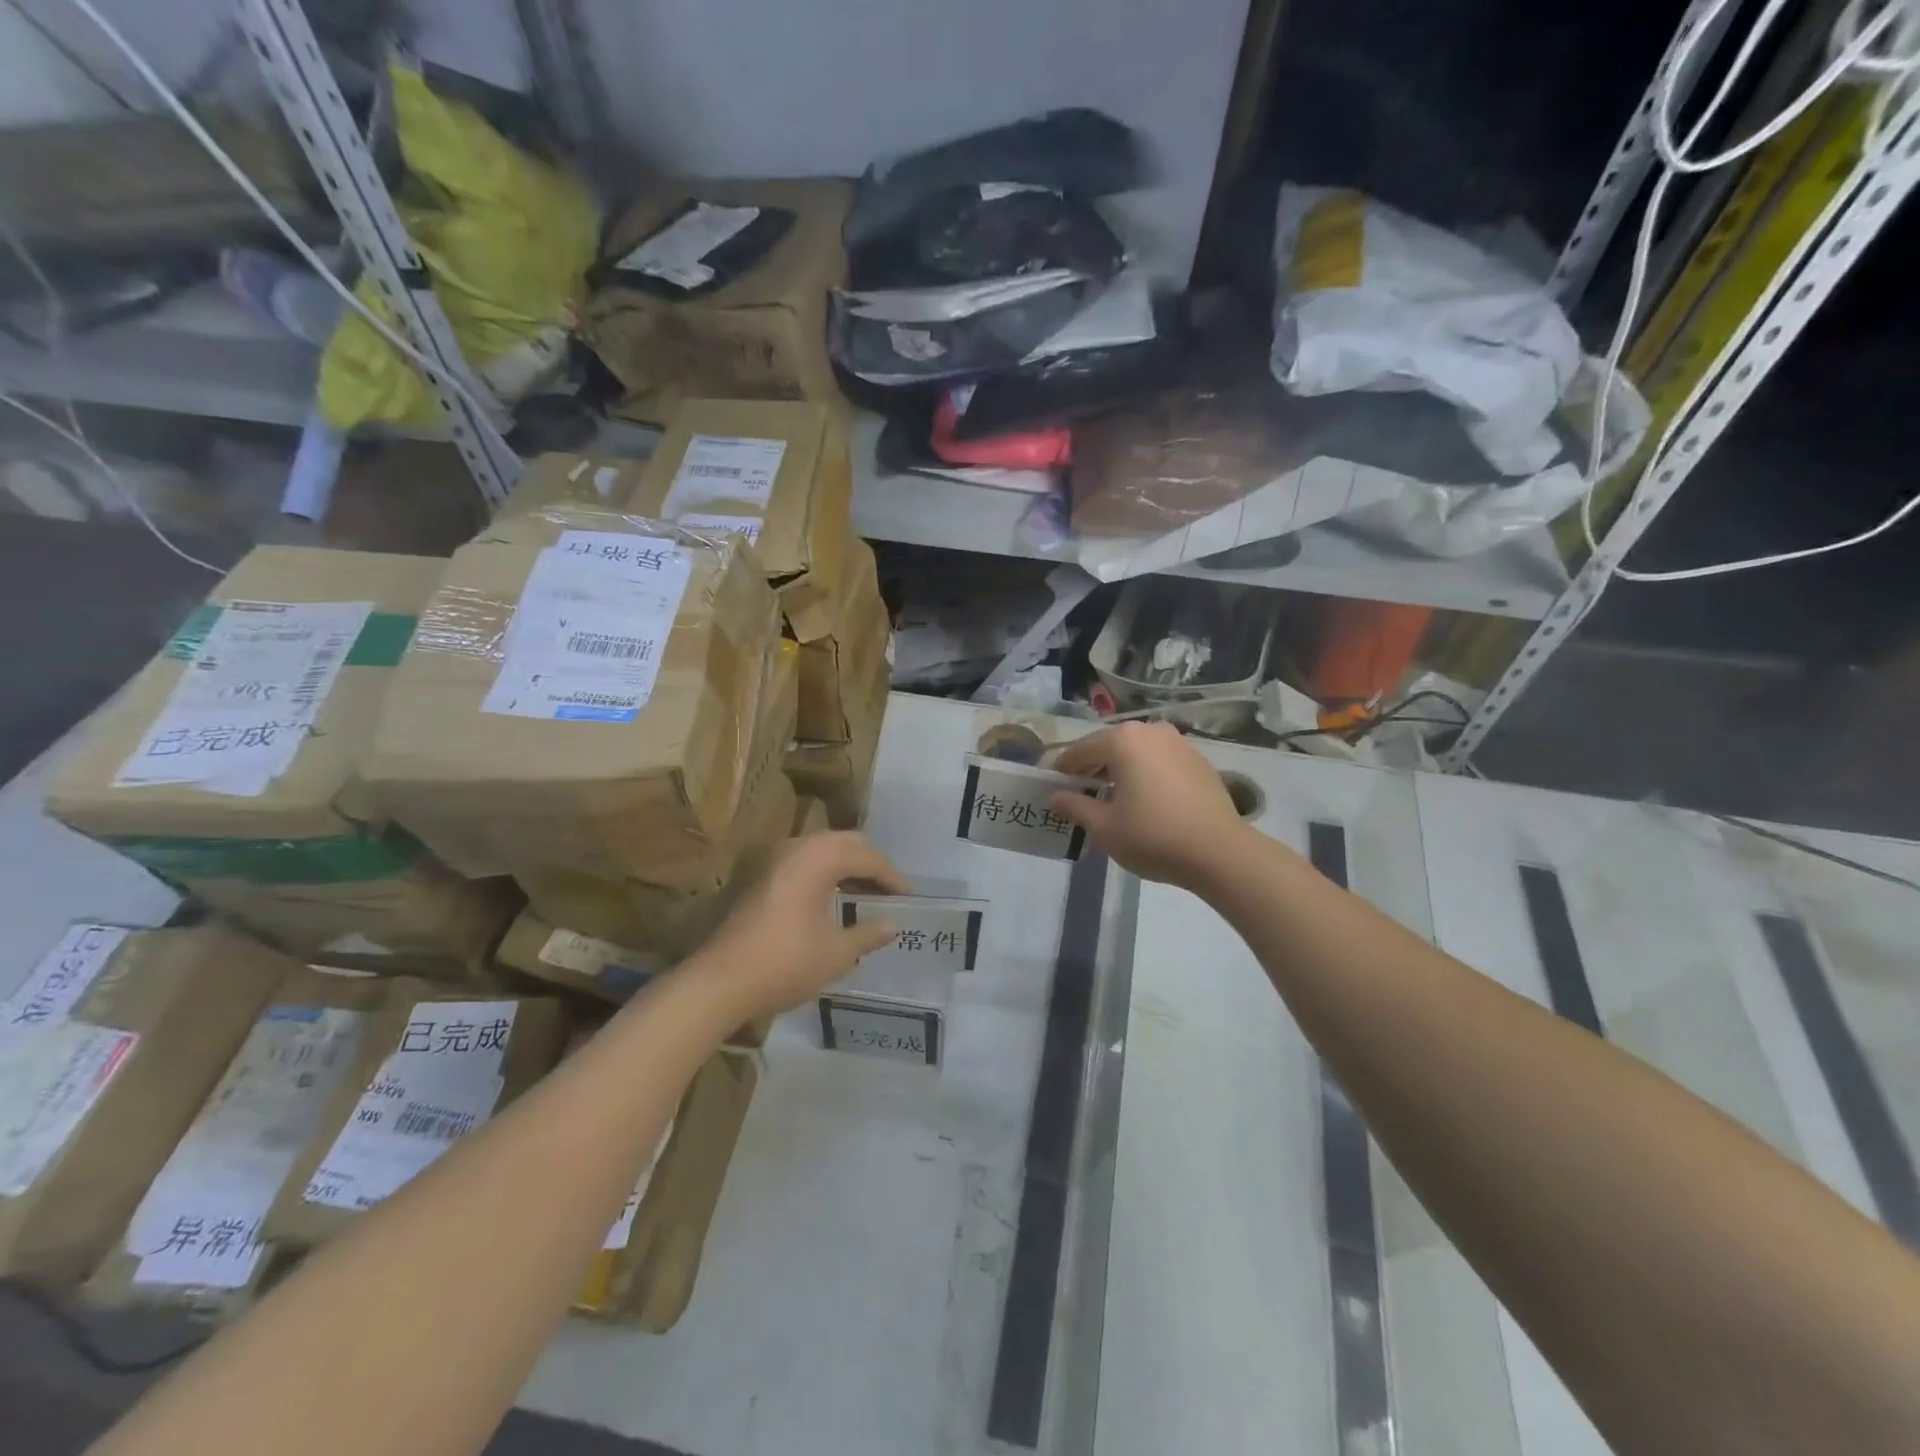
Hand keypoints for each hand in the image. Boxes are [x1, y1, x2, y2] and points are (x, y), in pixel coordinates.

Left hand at [693, 831, 908, 1020]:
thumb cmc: (785, 963)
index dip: (892, 876)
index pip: (868, 857)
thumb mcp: (836, 953)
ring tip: (864, 892)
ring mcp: (775, 859)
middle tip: (888, 889)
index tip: (908, 896)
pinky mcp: (760, 875)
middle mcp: (798, 847)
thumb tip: (892, 927)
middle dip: (871, 862)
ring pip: (822, 848)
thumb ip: (867, 934)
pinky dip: (825, 871)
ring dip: (846, 864)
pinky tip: (832, 897)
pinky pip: (804, 860)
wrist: (720, 981)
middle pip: (846, 842)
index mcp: (820, 858)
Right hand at [1047, 721, 1248, 891]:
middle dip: (1092, 766)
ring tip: (1111, 797)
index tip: (1053, 784)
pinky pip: (1159, 761)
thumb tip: (1056, 797)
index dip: (1064, 767)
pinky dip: (1145, 773)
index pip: (1081, 749)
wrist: (1219, 852)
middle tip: (1079, 792)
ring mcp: (1179, 743)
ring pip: (1137, 752)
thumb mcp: (1104, 827)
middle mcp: (1151, 731)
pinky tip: (1143, 799)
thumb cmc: (1152, 836)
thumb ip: (1075, 806)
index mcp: (1123, 740)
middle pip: (1110, 745)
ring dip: (1120, 769)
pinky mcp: (1198, 761)